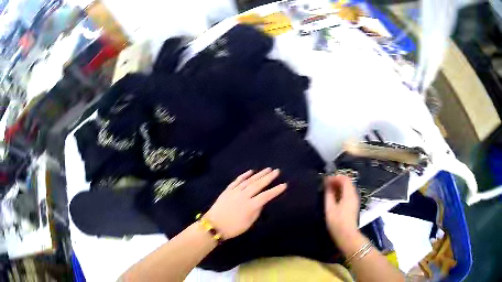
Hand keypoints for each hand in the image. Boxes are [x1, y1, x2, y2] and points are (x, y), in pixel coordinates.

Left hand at [205, 168, 286, 238]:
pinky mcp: (227, 190)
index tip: (284, 185)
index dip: (276, 190)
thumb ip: (256, 211)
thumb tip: (261, 202)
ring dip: (258, 174)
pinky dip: (244, 175)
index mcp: (250, 206)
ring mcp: (235, 192)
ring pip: (248, 181)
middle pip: (258, 185)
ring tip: (267, 169)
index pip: (266, 196)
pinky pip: (237, 181)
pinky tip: (250, 171)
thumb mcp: (248, 223)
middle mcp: (244, 196)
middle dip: (268, 177)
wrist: (213, 225)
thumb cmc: (233, 228)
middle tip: (277, 171)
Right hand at [324, 175, 359, 243]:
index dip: (335, 177)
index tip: (325, 180)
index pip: (344, 178)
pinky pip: (348, 194)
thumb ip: (329, 194)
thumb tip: (327, 185)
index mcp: (349, 194)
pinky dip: (341, 192)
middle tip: (326, 184)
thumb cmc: (337, 222)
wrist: (347, 235)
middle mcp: (354, 195)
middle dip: (337, 181)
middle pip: (347, 182)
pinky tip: (334, 197)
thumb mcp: (330, 208)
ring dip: (339, 187)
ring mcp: (355, 200)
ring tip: (328, 190)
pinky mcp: (353, 206)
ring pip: (348, 188)